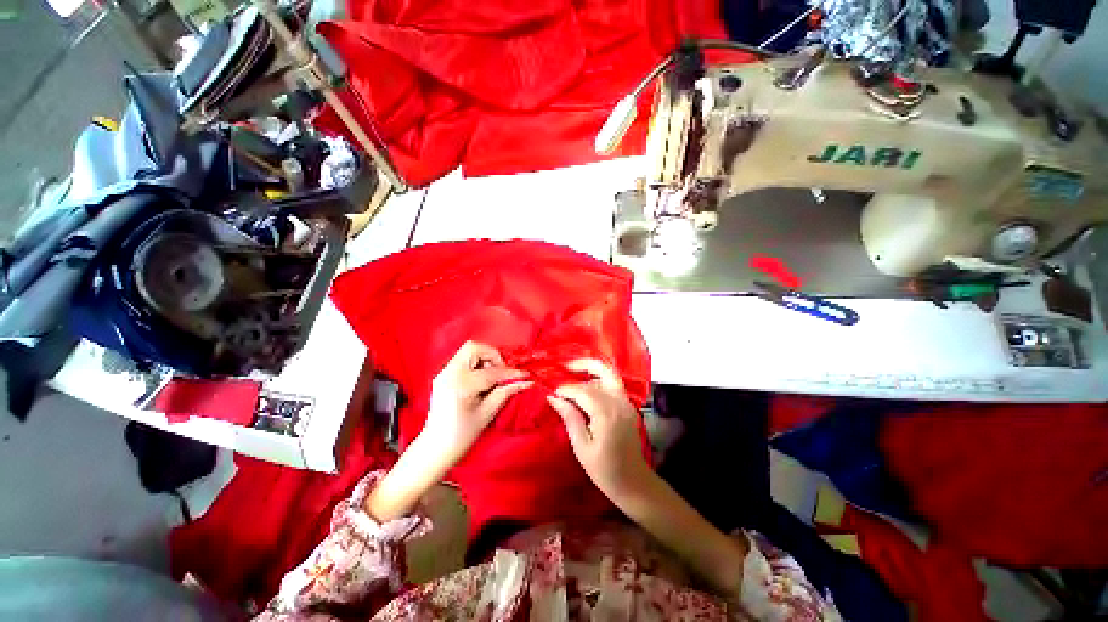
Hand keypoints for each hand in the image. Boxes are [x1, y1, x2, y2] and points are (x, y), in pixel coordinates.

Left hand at [422, 341, 530, 469]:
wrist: (435, 448)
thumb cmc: (462, 434)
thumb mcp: (487, 413)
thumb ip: (506, 392)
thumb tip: (525, 381)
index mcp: (461, 384)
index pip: (491, 372)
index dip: (510, 373)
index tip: (524, 375)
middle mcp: (450, 373)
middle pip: (474, 348)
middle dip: (493, 356)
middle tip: (502, 373)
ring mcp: (444, 372)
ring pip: (468, 351)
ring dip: (484, 359)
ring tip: (492, 377)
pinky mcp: (443, 375)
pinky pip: (463, 359)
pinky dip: (476, 364)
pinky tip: (482, 380)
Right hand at [546, 359, 651, 501]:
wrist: (633, 482)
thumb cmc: (604, 470)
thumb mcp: (582, 447)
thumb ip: (570, 418)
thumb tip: (554, 398)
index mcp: (607, 413)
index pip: (583, 390)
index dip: (566, 389)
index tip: (552, 392)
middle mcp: (619, 402)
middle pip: (602, 372)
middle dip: (582, 366)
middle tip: (565, 367)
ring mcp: (626, 402)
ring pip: (609, 375)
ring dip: (591, 371)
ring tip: (573, 375)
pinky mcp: (628, 406)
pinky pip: (613, 384)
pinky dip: (599, 380)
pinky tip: (586, 387)